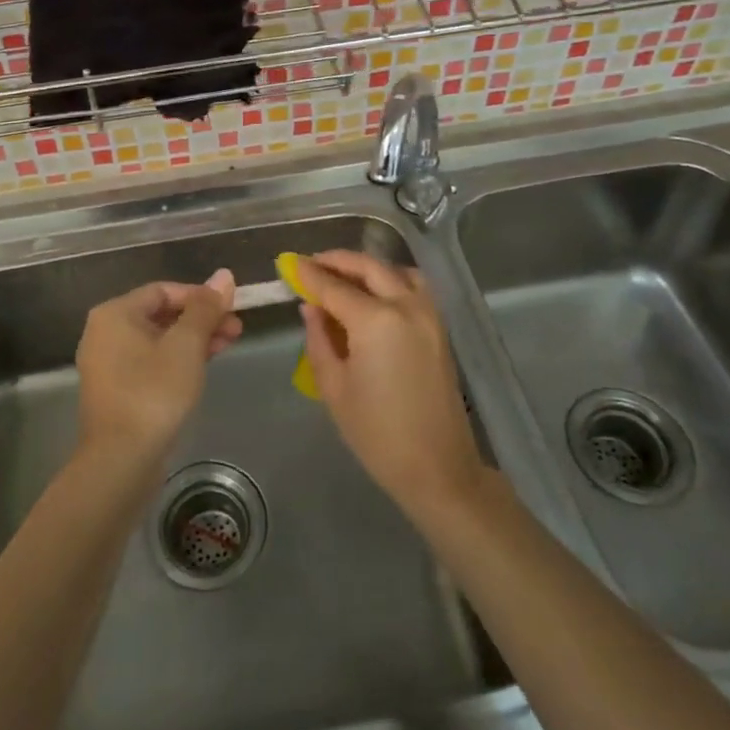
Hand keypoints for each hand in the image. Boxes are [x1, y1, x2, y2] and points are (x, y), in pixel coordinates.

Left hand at [75, 271, 240, 468]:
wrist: (121, 461)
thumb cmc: (153, 392)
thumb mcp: (186, 345)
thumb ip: (205, 308)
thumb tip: (224, 275)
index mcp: (115, 314)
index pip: (164, 290)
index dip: (200, 295)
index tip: (231, 307)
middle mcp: (105, 333)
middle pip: (161, 314)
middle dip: (201, 319)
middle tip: (236, 328)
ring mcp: (108, 364)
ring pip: (158, 340)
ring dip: (194, 339)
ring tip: (229, 344)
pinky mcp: (117, 391)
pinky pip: (151, 362)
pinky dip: (177, 360)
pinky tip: (204, 366)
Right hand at [294, 251, 488, 517]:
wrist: (437, 467)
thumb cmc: (377, 433)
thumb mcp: (334, 387)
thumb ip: (319, 339)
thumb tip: (311, 307)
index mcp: (375, 321)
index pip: (334, 286)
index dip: (308, 274)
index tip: (289, 264)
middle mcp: (405, 306)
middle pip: (368, 268)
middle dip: (337, 261)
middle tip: (312, 264)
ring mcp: (428, 314)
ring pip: (395, 271)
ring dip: (367, 267)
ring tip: (343, 276)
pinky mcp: (440, 327)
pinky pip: (414, 286)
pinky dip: (391, 278)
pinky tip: (375, 293)